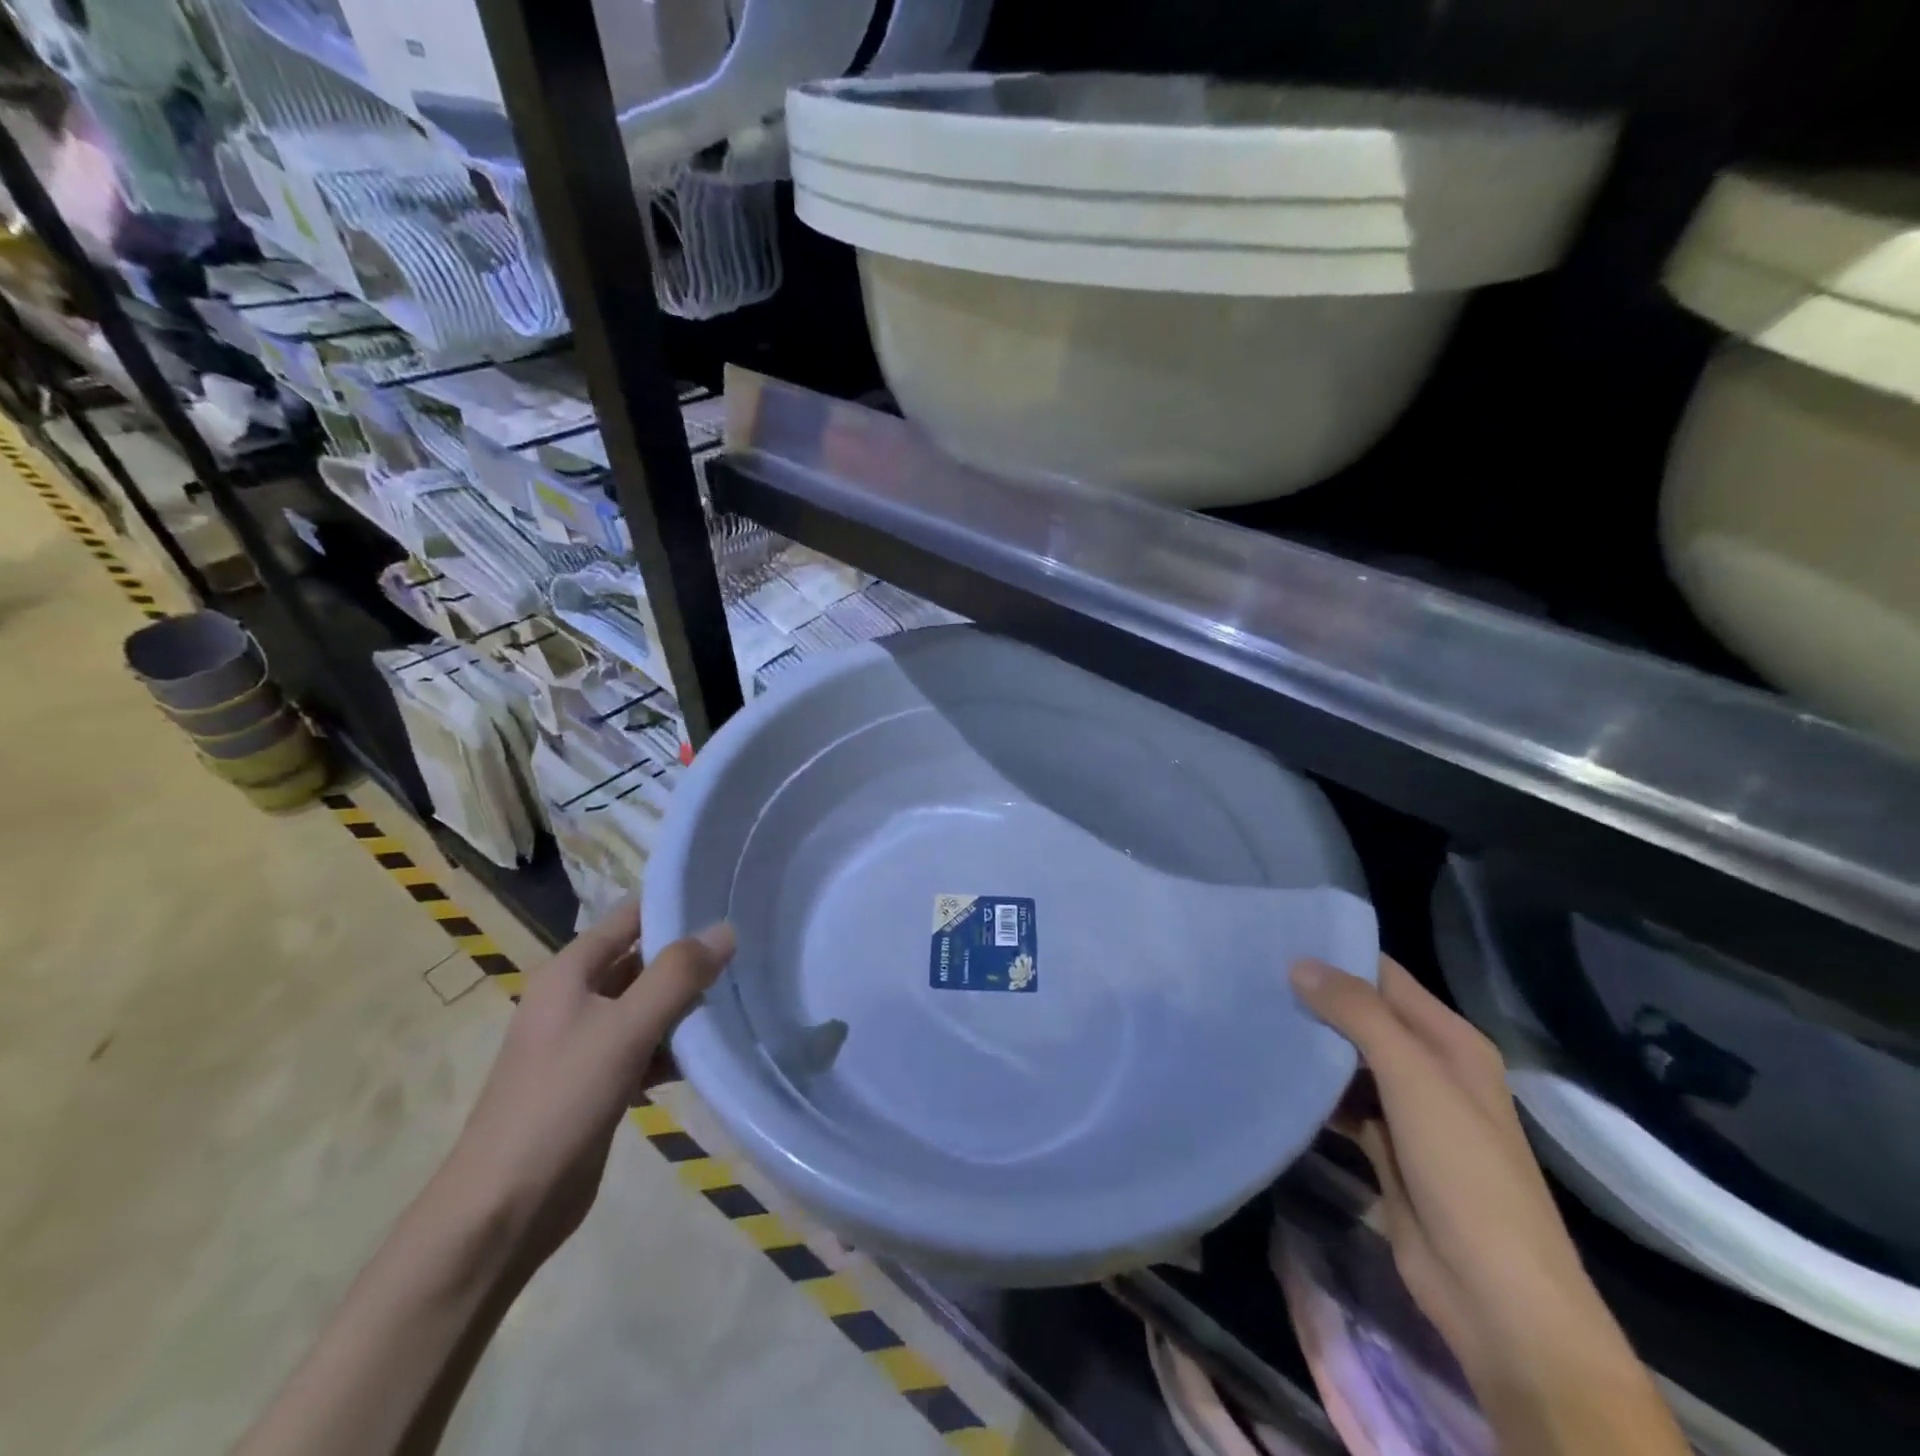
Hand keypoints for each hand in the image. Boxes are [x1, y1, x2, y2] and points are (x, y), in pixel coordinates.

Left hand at [442, 903, 734, 1270]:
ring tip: (743, 996)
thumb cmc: (559, 1102)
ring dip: (687, 1005)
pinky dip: (674, 1047)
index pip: (630, 917)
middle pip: (643, 961)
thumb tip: (725, 929)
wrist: (503, 1211)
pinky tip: (711, 1052)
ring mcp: (587, 1042)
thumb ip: (676, 976)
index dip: (674, 905)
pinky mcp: (599, 1081)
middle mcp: (576, 999)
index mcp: (569, 973)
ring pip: (648, 1006)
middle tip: (749, 949)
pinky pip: (646, 1047)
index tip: (728, 899)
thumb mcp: (623, 1029)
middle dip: (690, 957)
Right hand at [1291, 955, 1686, 1455]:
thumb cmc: (1464, 1171)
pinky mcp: (1384, 1146)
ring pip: (1348, 1058)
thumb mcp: (1414, 1079)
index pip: (1385, 977)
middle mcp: (1430, 1067)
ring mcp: (1407, 1109)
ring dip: (1309, 1042)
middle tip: (1249, 973)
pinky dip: (1312, 1087)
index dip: (1337, 954)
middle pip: (1363, 1016)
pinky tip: (1272, 1072)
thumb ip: (1359, 1015)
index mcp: (1450, 1042)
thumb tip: (1300, 963)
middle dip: (1313, 996)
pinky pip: (1341, 1100)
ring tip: (1249, 1012)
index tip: (1277, 935)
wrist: (1496, 1295)